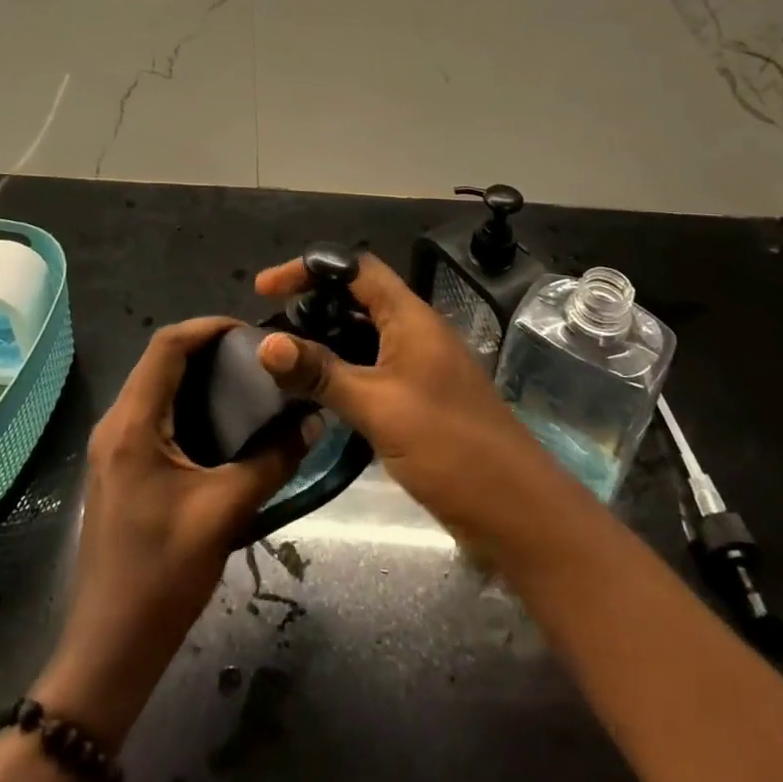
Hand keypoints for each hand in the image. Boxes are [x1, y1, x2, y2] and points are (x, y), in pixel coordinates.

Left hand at [32, 317, 312, 748]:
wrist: (110, 648)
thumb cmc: (162, 574)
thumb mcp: (224, 512)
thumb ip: (272, 461)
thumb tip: (313, 420)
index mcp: (132, 424)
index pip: (166, 345)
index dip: (208, 327)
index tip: (252, 330)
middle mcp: (116, 424)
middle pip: (159, 360)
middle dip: (207, 347)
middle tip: (257, 355)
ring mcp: (112, 447)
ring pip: (155, 386)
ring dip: (196, 375)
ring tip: (247, 381)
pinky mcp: (119, 468)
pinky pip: (153, 414)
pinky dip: (186, 402)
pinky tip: (222, 422)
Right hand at [253, 254, 560, 545]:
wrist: (518, 513)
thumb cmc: (451, 447)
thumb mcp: (379, 407)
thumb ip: (321, 373)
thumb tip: (265, 344)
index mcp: (411, 318)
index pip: (356, 269)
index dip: (310, 269)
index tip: (266, 289)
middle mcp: (415, 333)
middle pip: (357, 299)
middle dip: (312, 305)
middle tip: (269, 328)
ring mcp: (419, 367)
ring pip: (362, 337)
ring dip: (324, 342)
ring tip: (282, 360)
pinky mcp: (419, 400)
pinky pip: (371, 370)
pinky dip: (340, 372)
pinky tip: (314, 395)